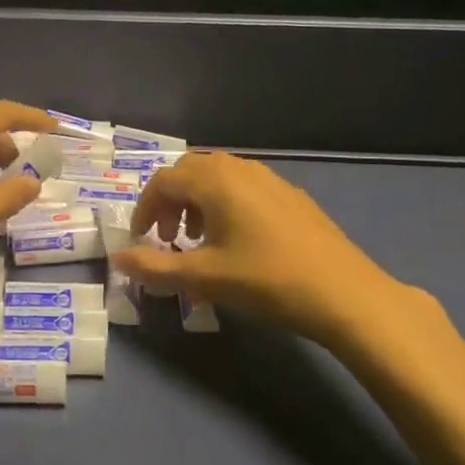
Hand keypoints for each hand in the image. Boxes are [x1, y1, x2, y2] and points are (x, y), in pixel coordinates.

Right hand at [111, 151, 448, 355]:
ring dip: (198, 204)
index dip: (144, 209)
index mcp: (214, 181)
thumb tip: (119, 258)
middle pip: (190, 173)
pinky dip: (226, 206)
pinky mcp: (292, 197)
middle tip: (168, 239)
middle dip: (170, 203)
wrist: (346, 294)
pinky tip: (239, 243)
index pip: (163, 181)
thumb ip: (156, 267)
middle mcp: (240, 169)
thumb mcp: (204, 278)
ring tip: (200, 241)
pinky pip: (245, 189)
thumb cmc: (267, 281)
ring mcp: (270, 180)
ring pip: (219, 179)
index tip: (141, 240)